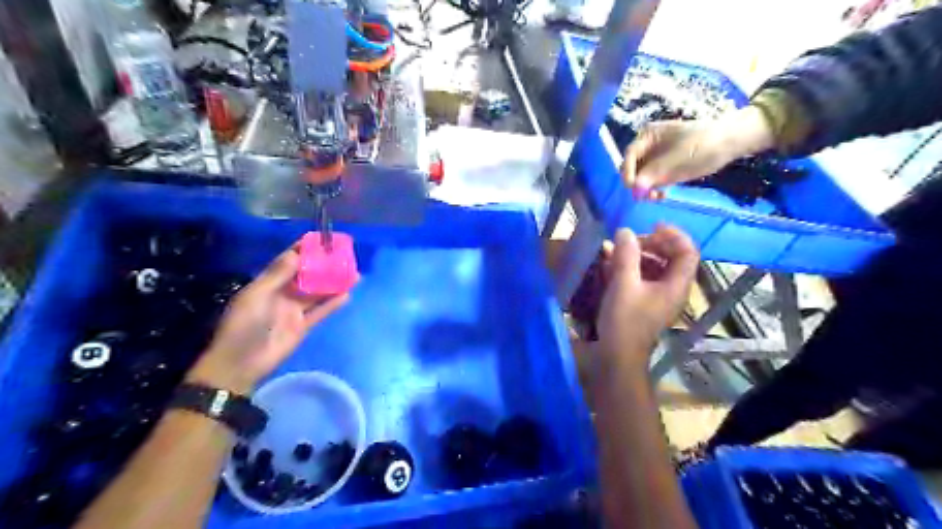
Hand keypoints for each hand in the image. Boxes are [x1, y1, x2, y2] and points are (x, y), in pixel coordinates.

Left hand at [188, 242, 352, 394]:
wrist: (241, 364)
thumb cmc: (244, 326)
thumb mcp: (257, 297)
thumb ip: (277, 276)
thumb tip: (296, 253)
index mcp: (267, 283)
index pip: (288, 261)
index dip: (304, 249)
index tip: (322, 239)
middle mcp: (283, 293)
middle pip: (307, 275)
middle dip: (324, 264)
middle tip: (344, 255)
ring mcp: (294, 310)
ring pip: (317, 292)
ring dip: (333, 282)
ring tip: (353, 272)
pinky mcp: (303, 325)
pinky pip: (321, 311)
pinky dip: (333, 303)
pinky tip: (347, 294)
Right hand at [594, 224, 697, 367]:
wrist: (615, 356)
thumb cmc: (624, 320)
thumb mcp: (624, 283)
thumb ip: (626, 254)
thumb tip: (625, 231)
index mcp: (677, 284)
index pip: (688, 251)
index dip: (673, 234)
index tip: (650, 226)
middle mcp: (672, 289)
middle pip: (671, 257)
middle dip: (650, 244)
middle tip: (628, 241)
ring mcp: (658, 297)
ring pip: (655, 267)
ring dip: (636, 255)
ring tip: (614, 251)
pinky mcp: (644, 303)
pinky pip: (642, 278)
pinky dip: (629, 268)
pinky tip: (609, 267)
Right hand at [624, 106, 772, 194]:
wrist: (729, 144)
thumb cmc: (704, 144)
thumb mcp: (679, 158)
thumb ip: (655, 172)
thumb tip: (635, 187)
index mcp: (648, 136)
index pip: (629, 155)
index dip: (628, 171)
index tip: (633, 187)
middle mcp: (647, 147)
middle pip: (632, 168)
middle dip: (637, 183)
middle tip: (645, 196)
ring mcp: (655, 159)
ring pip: (640, 178)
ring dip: (644, 189)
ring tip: (656, 197)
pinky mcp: (664, 170)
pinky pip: (651, 183)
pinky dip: (653, 190)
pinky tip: (662, 196)